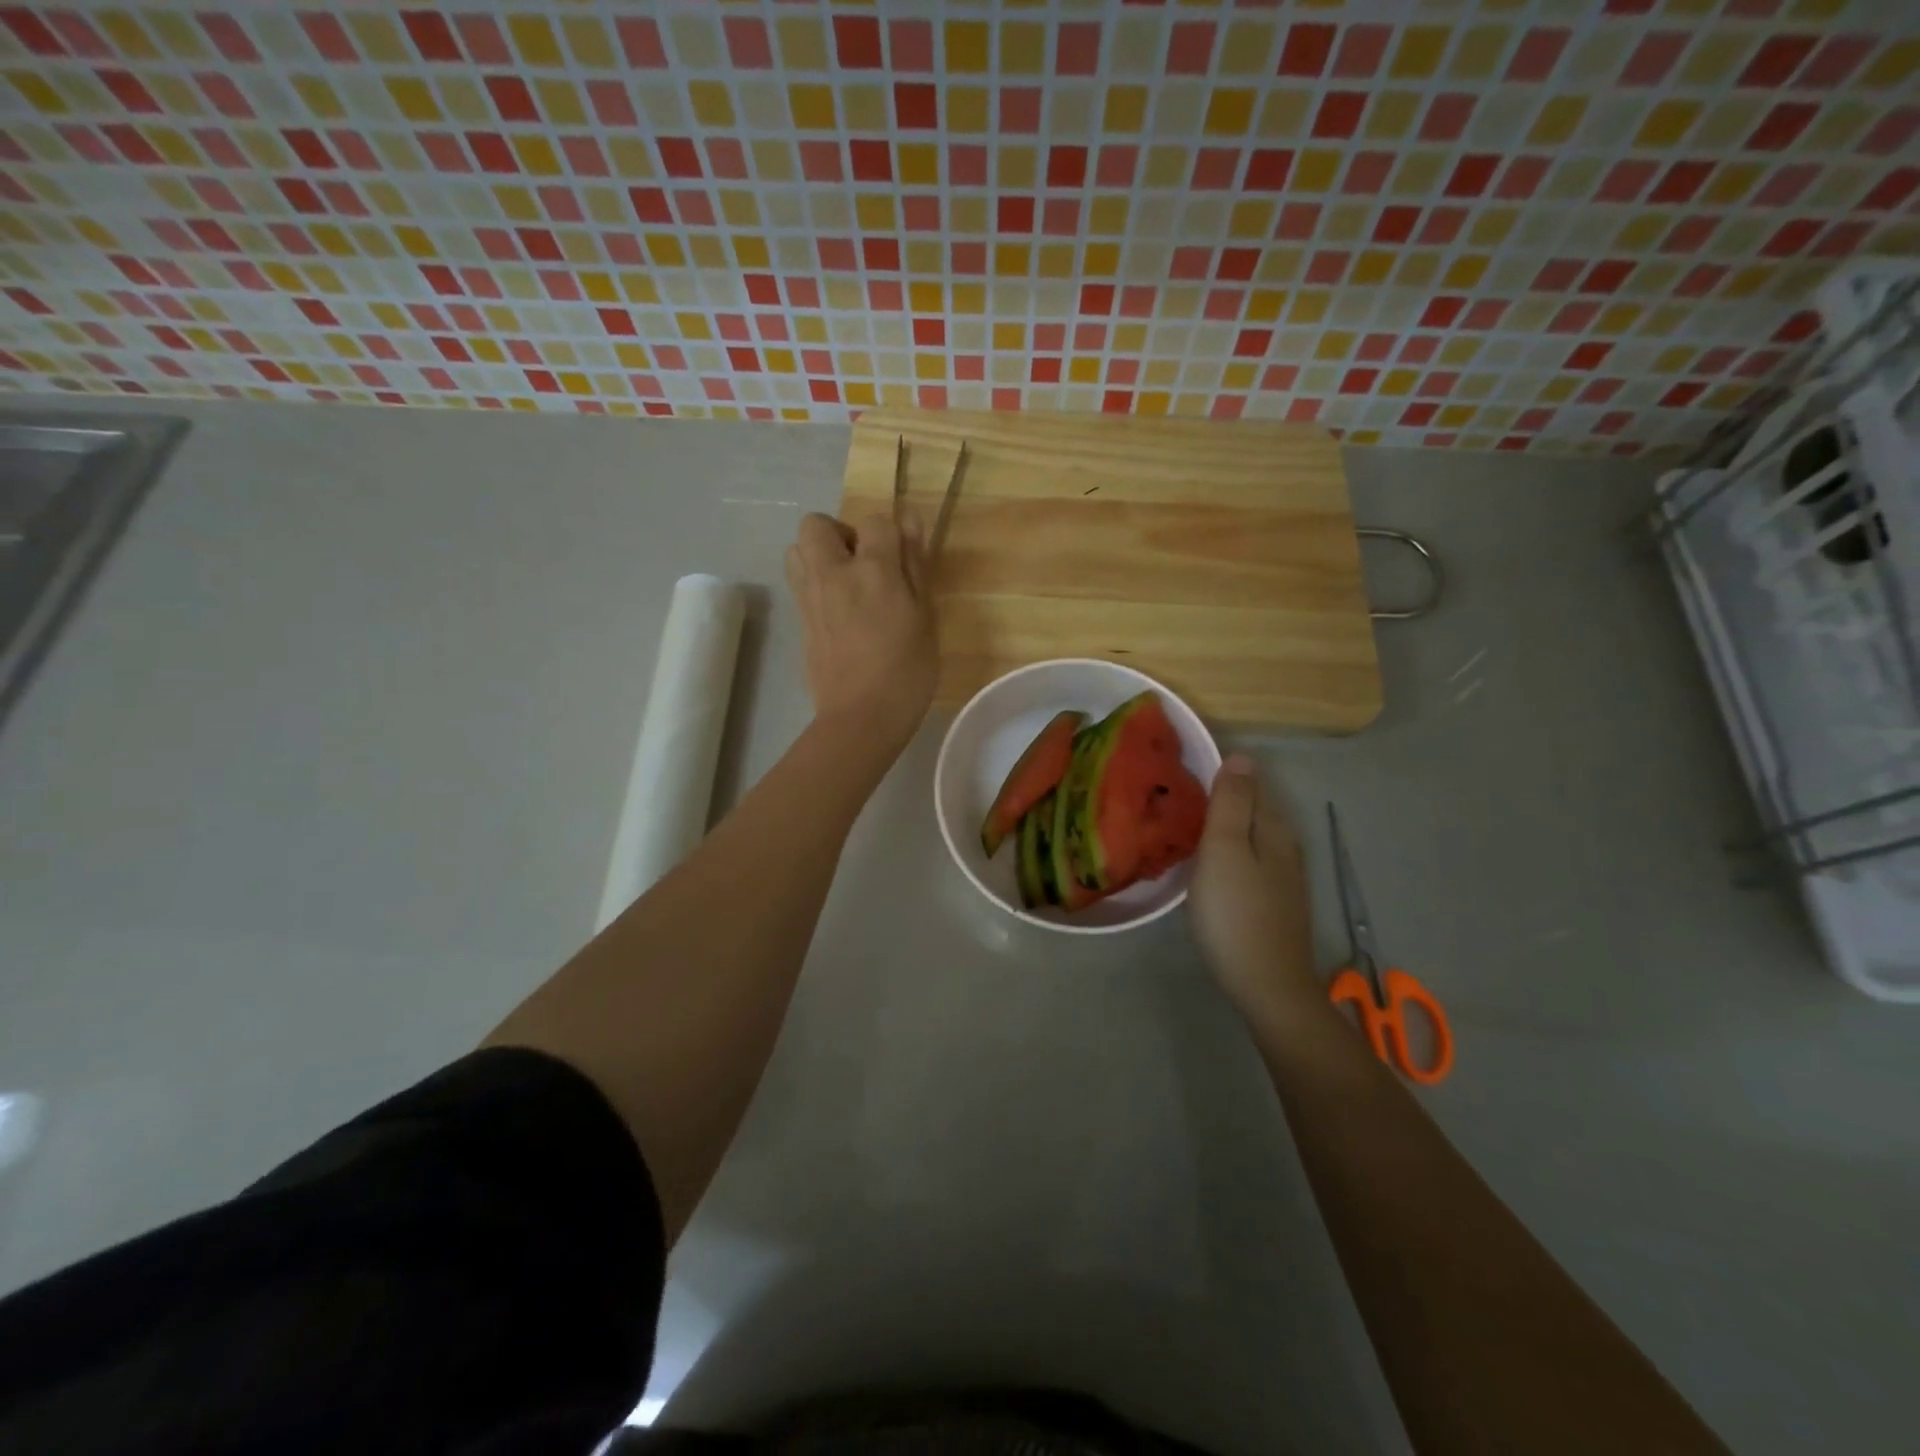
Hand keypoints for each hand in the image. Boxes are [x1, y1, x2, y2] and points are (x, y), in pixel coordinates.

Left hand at [785, 509, 937, 753]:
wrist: (861, 718)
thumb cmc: (907, 671)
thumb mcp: (925, 617)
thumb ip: (914, 566)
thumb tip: (908, 520)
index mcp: (872, 570)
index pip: (875, 521)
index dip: (891, 533)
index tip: (903, 558)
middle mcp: (832, 574)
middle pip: (817, 524)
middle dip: (841, 534)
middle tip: (866, 566)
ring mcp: (810, 597)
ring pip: (797, 550)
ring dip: (820, 556)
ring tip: (847, 585)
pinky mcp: (799, 621)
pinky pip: (799, 583)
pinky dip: (816, 585)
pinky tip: (840, 613)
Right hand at [1189, 755, 1319, 1030]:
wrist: (1266, 985)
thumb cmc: (1236, 912)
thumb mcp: (1225, 849)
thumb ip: (1232, 803)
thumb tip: (1242, 755)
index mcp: (1274, 828)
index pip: (1249, 785)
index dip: (1219, 776)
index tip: (1181, 777)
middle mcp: (1284, 847)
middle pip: (1251, 811)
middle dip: (1220, 801)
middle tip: (1174, 801)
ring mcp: (1282, 878)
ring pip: (1249, 838)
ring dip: (1222, 829)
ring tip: (1184, 828)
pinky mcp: (1273, 904)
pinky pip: (1247, 862)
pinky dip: (1227, 855)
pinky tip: (1207, 866)